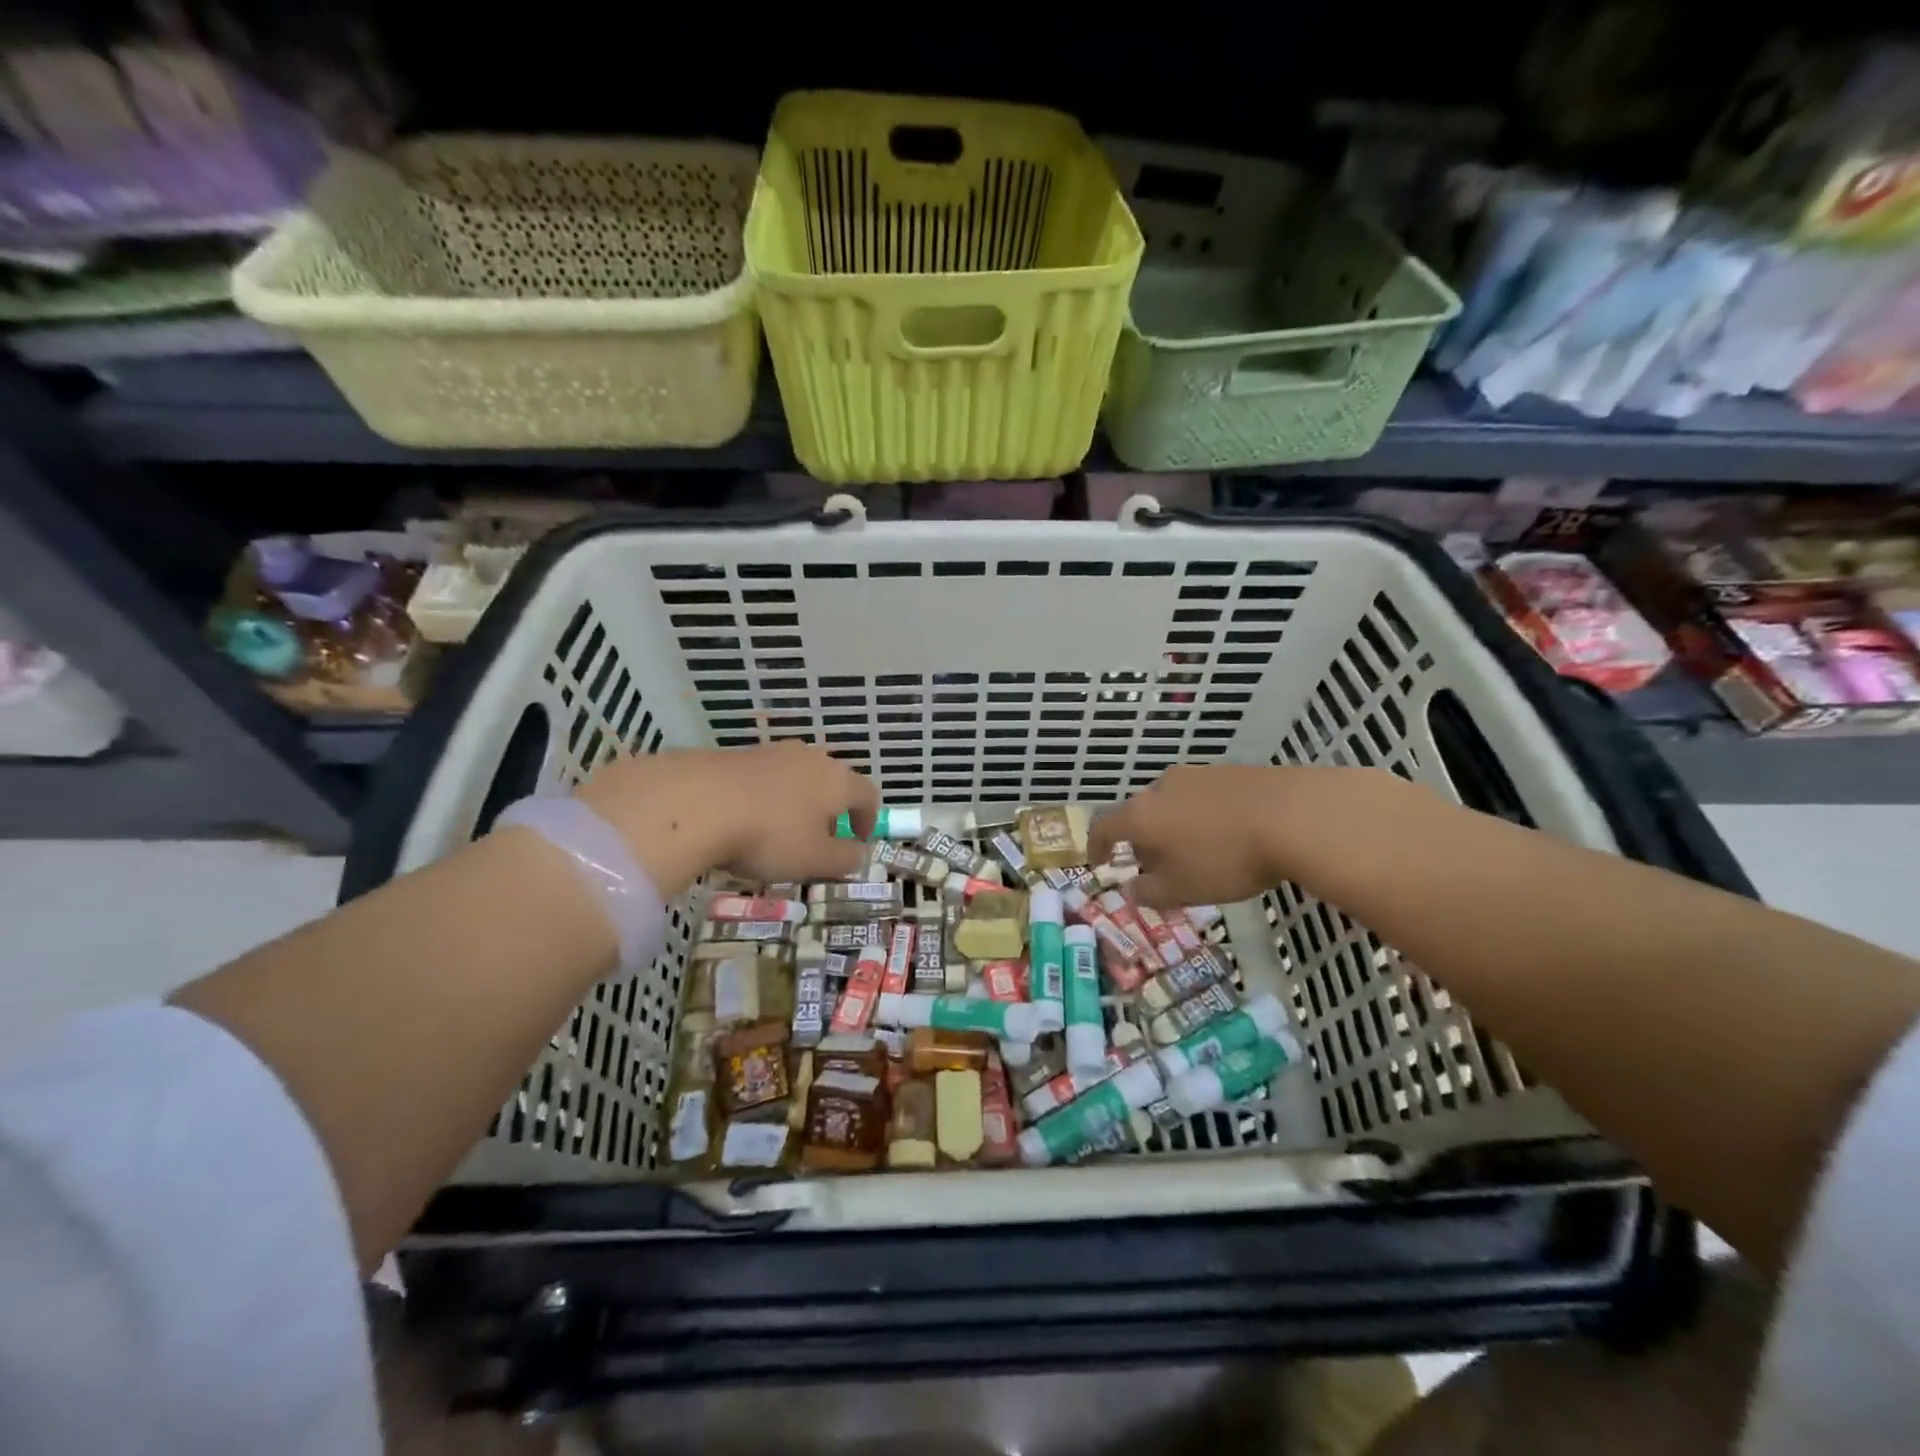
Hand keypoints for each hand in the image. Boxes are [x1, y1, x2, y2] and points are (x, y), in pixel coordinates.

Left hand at [576, 742, 877, 894]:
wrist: (697, 802)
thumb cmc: (770, 835)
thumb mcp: (815, 860)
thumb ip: (845, 859)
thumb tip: (860, 853)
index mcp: (838, 780)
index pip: (868, 793)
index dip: (869, 819)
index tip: (858, 842)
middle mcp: (810, 758)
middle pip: (832, 781)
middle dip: (830, 810)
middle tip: (819, 839)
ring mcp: (771, 752)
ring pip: (796, 777)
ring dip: (796, 803)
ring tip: (780, 832)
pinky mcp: (736, 755)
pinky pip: (763, 778)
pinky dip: (764, 799)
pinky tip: (745, 821)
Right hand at [1089, 764, 1423, 907]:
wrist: (1296, 815)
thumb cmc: (1226, 859)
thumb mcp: (1182, 890)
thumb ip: (1149, 892)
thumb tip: (1131, 889)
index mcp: (1141, 815)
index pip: (1103, 827)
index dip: (1096, 847)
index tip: (1100, 865)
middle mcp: (1161, 787)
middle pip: (1140, 814)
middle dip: (1144, 842)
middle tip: (1160, 869)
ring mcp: (1197, 774)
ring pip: (1173, 804)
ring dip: (1175, 829)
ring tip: (1199, 855)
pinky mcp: (1230, 772)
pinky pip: (1203, 798)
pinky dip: (1204, 818)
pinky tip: (1229, 837)